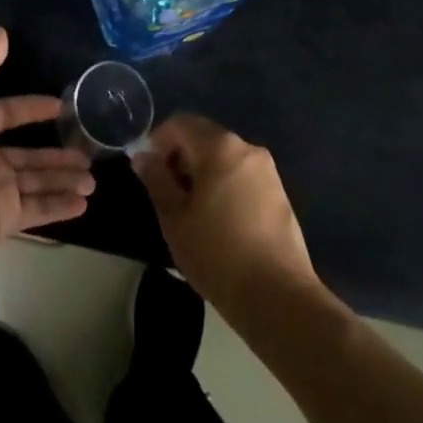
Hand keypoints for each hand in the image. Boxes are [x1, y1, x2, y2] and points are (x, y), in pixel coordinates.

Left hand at [0, 28, 94, 277]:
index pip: (8, 113)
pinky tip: (83, 203)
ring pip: (36, 183)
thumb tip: (1, 30)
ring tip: (93, 179)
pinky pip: (35, 212)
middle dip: (58, 153)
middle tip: (90, 150)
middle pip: (29, 154)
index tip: (63, 107)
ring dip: (64, 180)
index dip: (34, 109)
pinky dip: (59, 208)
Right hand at [133, 114, 318, 321]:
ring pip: (224, 157)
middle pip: (204, 137)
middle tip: (167, 194)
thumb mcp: (175, 219)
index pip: (180, 123)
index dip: (158, 141)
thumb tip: (143, 156)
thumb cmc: (218, 254)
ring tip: (192, 212)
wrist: (279, 298)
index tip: (148, 171)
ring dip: (203, 172)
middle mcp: (246, 148)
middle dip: (181, 157)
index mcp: (219, 146)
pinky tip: (220, 222)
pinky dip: (224, 185)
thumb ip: (156, 180)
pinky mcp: (280, 193)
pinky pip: (242, 176)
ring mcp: (267, 170)